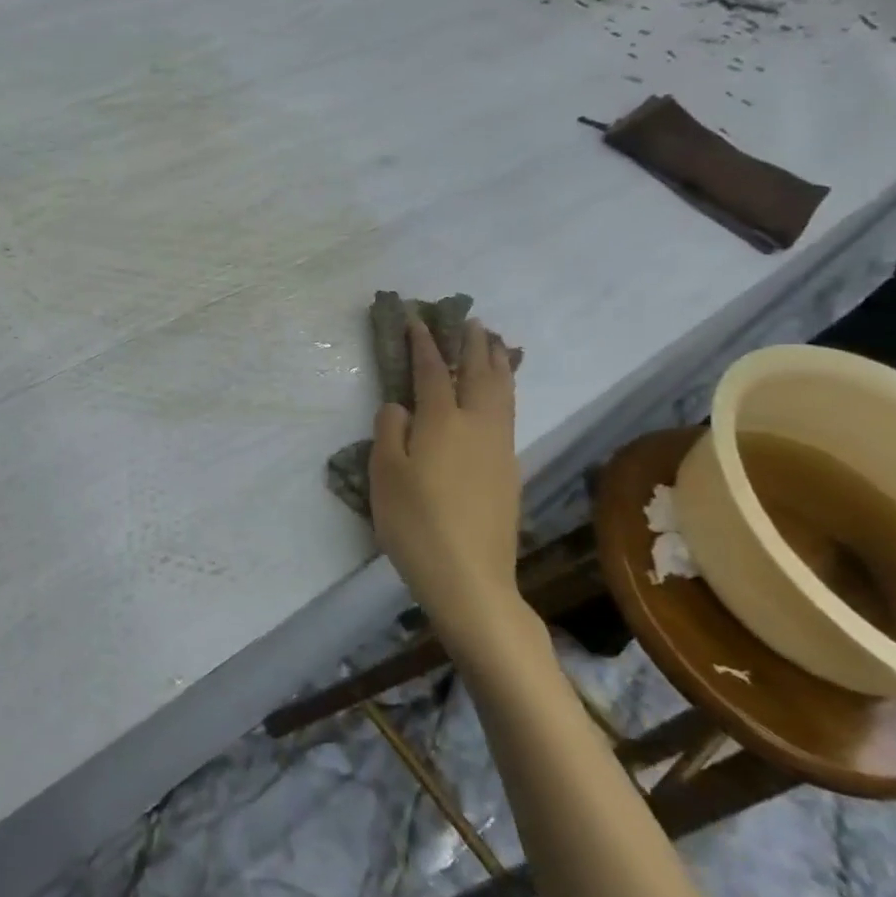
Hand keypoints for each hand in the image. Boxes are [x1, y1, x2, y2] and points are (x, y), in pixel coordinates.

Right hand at [370, 316, 525, 646]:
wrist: (469, 576)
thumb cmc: (415, 523)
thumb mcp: (385, 475)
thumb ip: (389, 431)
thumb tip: (399, 405)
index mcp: (442, 421)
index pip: (433, 371)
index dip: (424, 344)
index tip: (417, 320)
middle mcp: (478, 425)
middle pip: (480, 373)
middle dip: (474, 344)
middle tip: (470, 321)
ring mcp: (500, 447)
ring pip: (503, 392)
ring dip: (498, 362)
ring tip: (495, 343)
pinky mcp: (510, 470)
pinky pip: (510, 413)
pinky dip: (505, 390)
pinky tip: (500, 395)